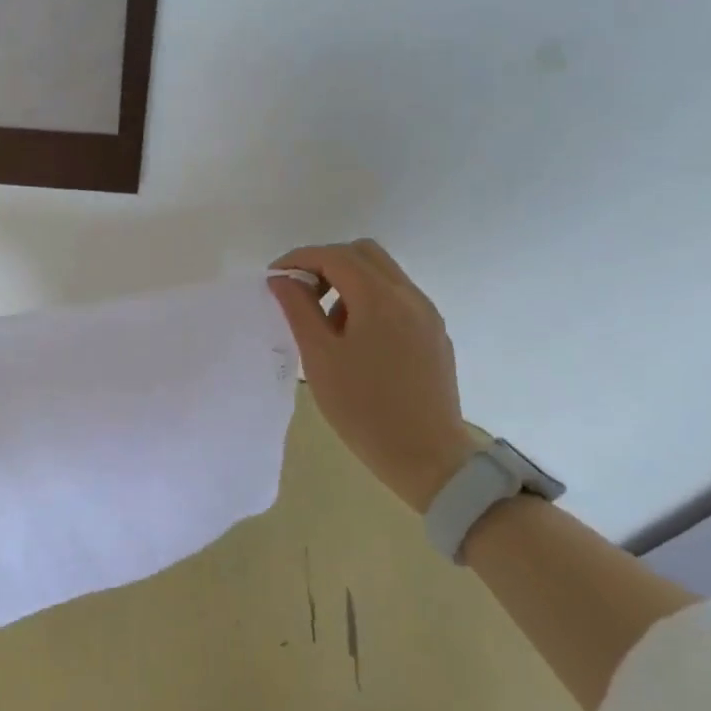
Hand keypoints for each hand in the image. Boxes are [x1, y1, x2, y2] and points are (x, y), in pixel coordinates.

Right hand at [269, 240, 472, 513]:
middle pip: (364, 254)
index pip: (334, 256)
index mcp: (379, 297)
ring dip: (349, 282)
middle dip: (327, 263)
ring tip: (327, 325)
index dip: (300, 259)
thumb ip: (298, 309)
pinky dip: (370, 301)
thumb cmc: (363, 407)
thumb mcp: (319, 357)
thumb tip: (282, 279)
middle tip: (302, 294)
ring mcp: (427, 314)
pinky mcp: (434, 335)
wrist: (426, 456)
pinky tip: (356, 341)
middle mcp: (409, 295)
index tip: (275, 278)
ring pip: (384, 274)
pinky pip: (398, 299)